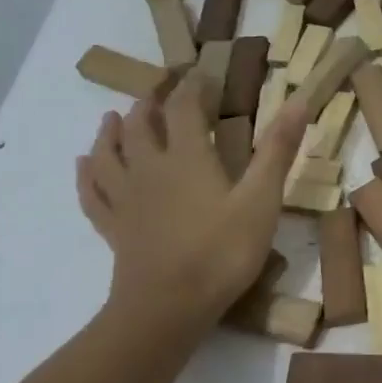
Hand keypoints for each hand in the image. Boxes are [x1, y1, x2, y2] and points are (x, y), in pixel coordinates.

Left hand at [76, 75, 306, 326]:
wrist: (168, 307)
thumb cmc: (222, 252)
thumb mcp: (261, 200)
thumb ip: (277, 150)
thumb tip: (298, 100)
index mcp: (187, 157)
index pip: (184, 108)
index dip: (193, 87)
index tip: (202, 74)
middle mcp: (149, 169)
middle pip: (140, 126)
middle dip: (150, 104)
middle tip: (158, 93)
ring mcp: (126, 199)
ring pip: (109, 154)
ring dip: (111, 132)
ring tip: (112, 117)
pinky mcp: (113, 228)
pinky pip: (93, 193)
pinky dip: (87, 174)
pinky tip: (83, 165)